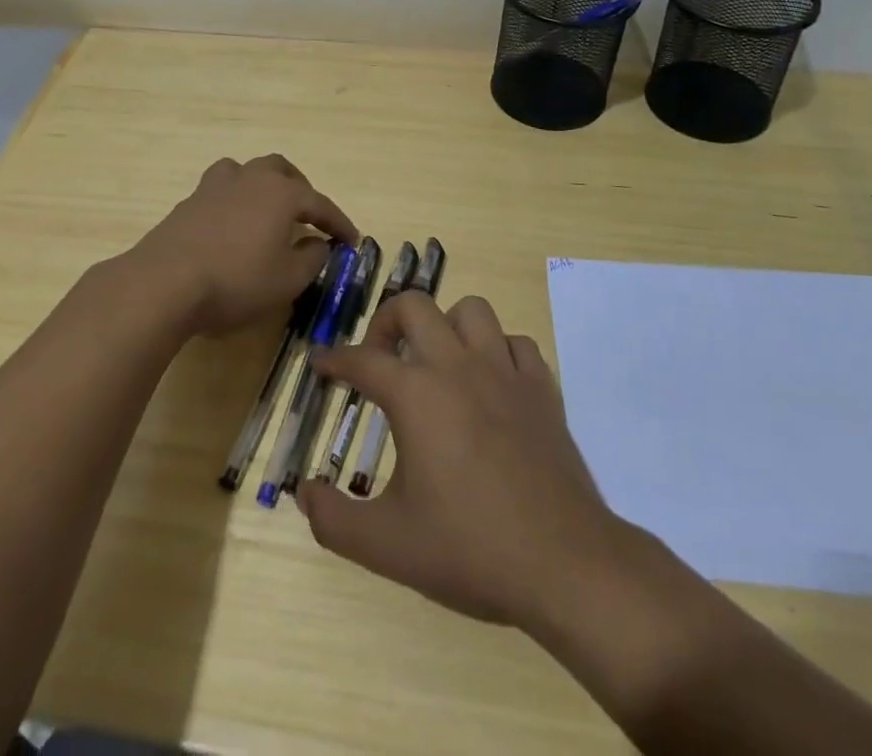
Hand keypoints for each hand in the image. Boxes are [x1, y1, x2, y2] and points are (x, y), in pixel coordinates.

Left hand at [125, 155, 357, 336]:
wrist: (165, 282)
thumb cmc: (237, 280)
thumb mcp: (287, 280)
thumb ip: (311, 259)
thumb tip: (320, 244)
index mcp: (281, 193)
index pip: (319, 203)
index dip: (338, 222)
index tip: (351, 239)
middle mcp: (250, 178)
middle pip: (281, 170)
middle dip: (300, 189)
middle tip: (308, 215)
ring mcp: (215, 186)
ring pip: (246, 171)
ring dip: (263, 185)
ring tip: (267, 210)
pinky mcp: (189, 202)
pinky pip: (221, 190)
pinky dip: (236, 201)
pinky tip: (233, 226)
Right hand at [296, 291, 623, 631]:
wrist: (566, 565)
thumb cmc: (471, 549)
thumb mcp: (388, 546)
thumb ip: (334, 520)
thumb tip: (304, 493)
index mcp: (416, 394)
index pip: (361, 360)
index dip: (333, 359)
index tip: (320, 363)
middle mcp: (457, 366)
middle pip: (414, 306)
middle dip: (386, 322)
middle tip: (380, 358)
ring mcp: (505, 372)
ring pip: (471, 311)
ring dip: (447, 326)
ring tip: (437, 361)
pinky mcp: (542, 389)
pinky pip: (516, 343)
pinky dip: (498, 351)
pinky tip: (491, 382)